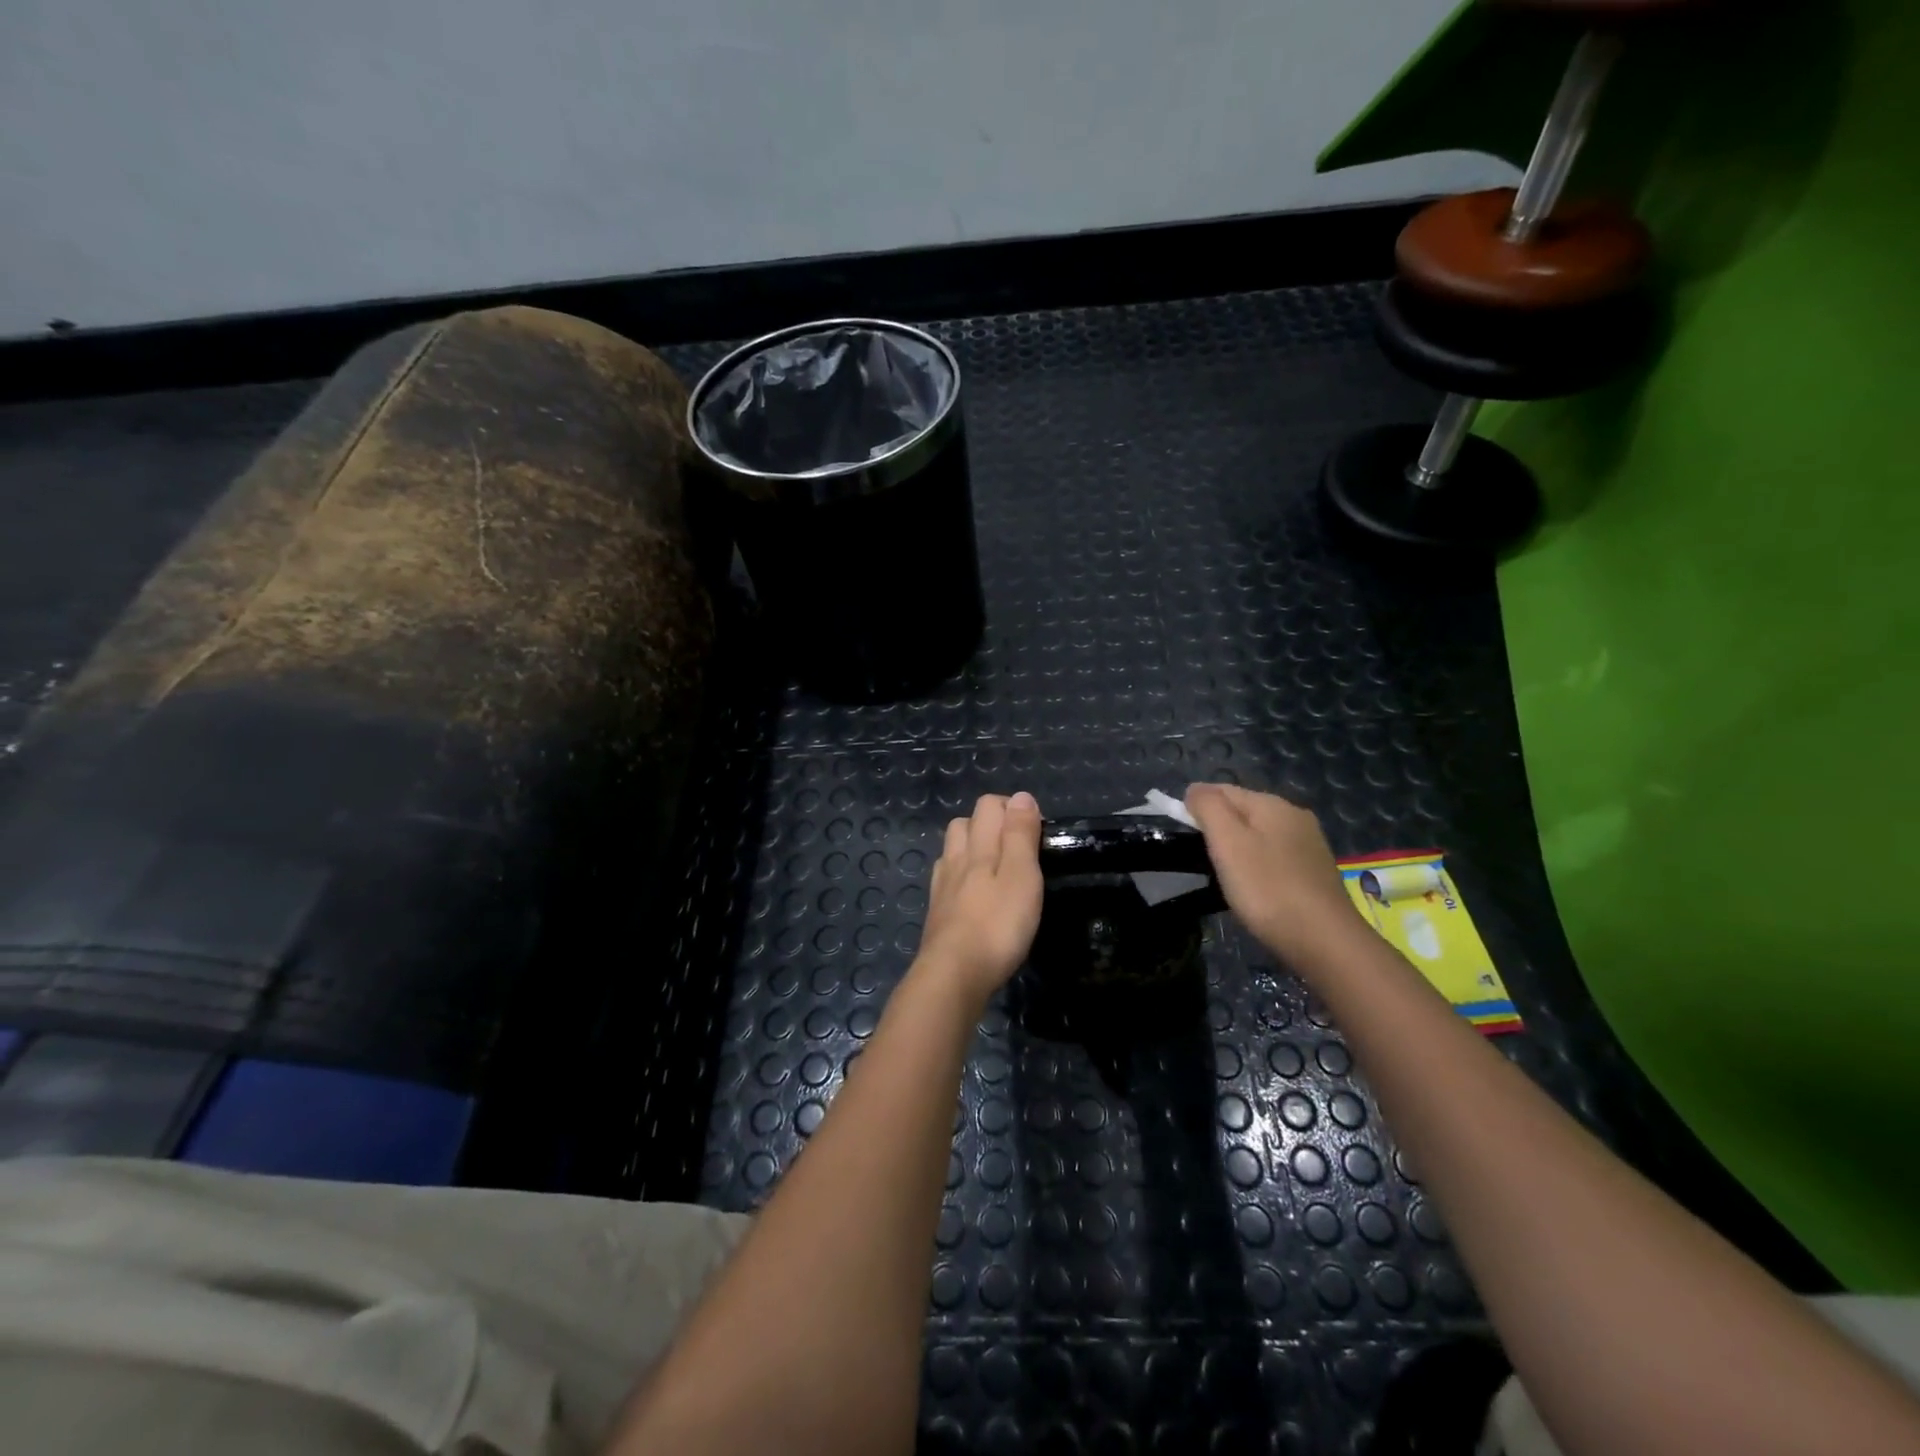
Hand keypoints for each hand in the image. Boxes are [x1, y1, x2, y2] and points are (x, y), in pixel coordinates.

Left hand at [916, 792, 1043, 1006]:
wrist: (954, 974)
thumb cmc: (997, 925)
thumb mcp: (1021, 876)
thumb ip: (1020, 835)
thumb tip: (1021, 796)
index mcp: (978, 847)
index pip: (988, 806)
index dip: (1012, 808)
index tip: (1036, 830)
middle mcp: (955, 859)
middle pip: (964, 824)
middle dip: (989, 823)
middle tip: (1017, 846)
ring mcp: (942, 887)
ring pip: (952, 851)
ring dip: (971, 847)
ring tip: (995, 866)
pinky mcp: (937, 913)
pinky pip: (945, 880)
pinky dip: (959, 876)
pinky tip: (972, 894)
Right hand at [1184, 783, 1366, 970]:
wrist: (1325, 942)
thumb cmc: (1267, 888)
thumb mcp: (1227, 842)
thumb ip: (1208, 807)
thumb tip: (1195, 789)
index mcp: (1272, 804)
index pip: (1222, 790)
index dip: (1196, 807)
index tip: (1182, 836)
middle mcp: (1295, 816)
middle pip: (1243, 811)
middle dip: (1218, 828)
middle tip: (1202, 860)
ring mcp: (1309, 845)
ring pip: (1260, 835)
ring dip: (1238, 849)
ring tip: (1225, 877)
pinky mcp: (1316, 872)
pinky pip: (1275, 857)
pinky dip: (1258, 866)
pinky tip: (1255, 889)